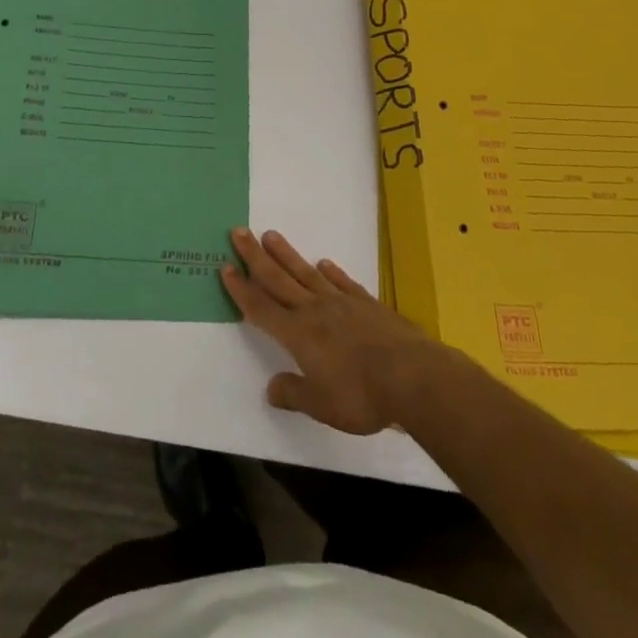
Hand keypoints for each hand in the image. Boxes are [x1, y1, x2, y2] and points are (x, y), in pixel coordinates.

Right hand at [221, 228, 447, 434]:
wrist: (412, 375)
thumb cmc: (361, 395)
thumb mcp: (321, 406)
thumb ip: (294, 394)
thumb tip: (271, 388)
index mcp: (298, 334)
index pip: (261, 308)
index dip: (241, 289)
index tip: (226, 267)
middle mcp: (314, 310)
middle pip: (278, 279)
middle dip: (255, 256)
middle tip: (238, 231)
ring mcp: (342, 303)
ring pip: (306, 273)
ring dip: (286, 254)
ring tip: (270, 235)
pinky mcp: (367, 303)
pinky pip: (342, 282)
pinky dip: (331, 272)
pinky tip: (324, 263)